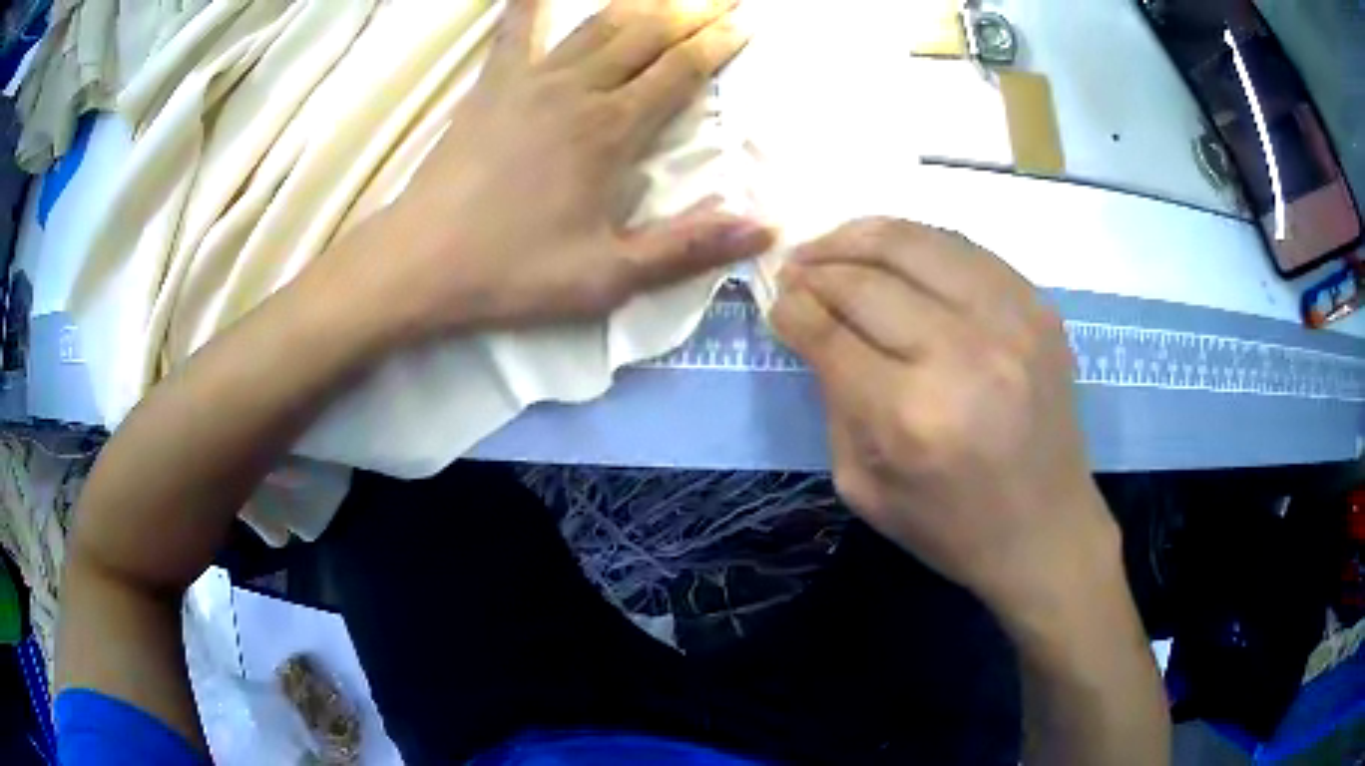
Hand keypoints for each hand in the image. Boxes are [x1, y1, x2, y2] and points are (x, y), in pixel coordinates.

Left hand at [342, 0, 772, 339]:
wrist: (420, 262)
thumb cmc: (512, 272)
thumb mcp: (608, 277)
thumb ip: (688, 247)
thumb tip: (766, 227)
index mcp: (610, 131)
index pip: (681, 71)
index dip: (719, 43)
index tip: (749, 22)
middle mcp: (577, 90)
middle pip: (648, 33)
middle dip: (693, 10)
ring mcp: (530, 80)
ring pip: (600, 23)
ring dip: (643, 2)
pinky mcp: (492, 83)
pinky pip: (516, 28)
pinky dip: (532, 1)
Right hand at [772, 219, 1120, 623]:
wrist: (1046, 531)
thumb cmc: (950, 527)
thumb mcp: (862, 486)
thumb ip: (834, 401)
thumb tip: (814, 329)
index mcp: (910, 415)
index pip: (830, 333)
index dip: (791, 309)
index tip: (776, 301)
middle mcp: (962, 354)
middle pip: (866, 280)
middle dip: (815, 268)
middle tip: (793, 269)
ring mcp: (1010, 320)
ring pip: (914, 242)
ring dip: (858, 236)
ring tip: (831, 244)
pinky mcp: (1038, 307)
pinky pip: (962, 247)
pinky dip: (915, 241)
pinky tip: (891, 252)